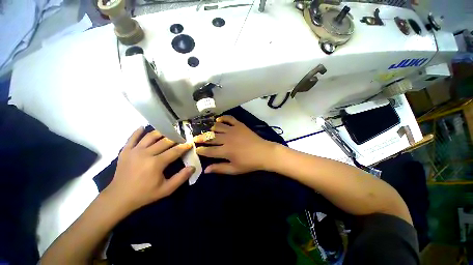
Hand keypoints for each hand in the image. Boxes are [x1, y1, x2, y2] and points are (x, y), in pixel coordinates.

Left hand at [105, 127, 194, 210]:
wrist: (119, 198)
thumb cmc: (144, 194)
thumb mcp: (166, 189)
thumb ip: (181, 178)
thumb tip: (192, 167)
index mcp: (156, 163)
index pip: (175, 151)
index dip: (184, 147)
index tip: (190, 143)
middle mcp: (146, 153)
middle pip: (164, 142)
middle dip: (175, 138)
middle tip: (181, 137)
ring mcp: (134, 151)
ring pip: (150, 137)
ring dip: (160, 133)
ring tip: (167, 131)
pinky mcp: (125, 151)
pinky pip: (132, 138)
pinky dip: (137, 132)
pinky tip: (142, 127)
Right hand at [194, 116, 275, 174]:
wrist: (264, 153)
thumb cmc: (249, 163)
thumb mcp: (234, 169)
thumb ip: (219, 168)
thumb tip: (205, 170)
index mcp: (225, 151)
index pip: (208, 151)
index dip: (201, 150)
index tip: (195, 149)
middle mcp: (227, 139)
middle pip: (210, 137)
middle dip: (201, 138)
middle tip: (196, 138)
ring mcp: (233, 130)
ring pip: (217, 127)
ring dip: (211, 129)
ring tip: (208, 131)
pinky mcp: (239, 125)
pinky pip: (229, 118)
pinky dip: (223, 118)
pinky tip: (218, 120)